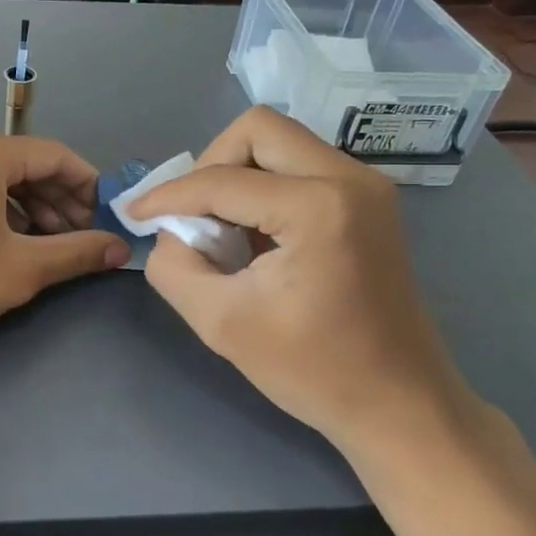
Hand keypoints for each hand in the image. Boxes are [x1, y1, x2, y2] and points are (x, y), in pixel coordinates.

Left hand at [0, 130, 128, 372]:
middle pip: (22, 164)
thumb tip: (119, 248)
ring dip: (25, 207)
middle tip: (77, 240)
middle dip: (57, 200)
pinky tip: (1, 241)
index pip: (54, 156)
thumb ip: (76, 253)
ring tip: (43, 246)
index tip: (105, 220)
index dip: (87, 187)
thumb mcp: (19, 270)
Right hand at [129, 107, 474, 454]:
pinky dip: (263, 188)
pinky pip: (299, 167)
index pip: (222, 180)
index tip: (135, 213)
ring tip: (219, 230)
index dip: (169, 195)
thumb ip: (174, 266)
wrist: (401, 405)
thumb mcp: (222, 323)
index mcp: (319, 206)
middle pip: (257, 130)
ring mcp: (366, 186)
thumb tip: (169, 231)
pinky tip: (252, 235)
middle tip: (191, 215)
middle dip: (210, 165)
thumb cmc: (315, 371)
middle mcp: (349, 178)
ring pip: (280, 143)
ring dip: (237, 176)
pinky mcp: (367, 201)